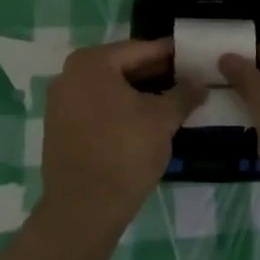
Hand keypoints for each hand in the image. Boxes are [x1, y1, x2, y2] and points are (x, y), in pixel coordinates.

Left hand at [39, 38, 205, 232]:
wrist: (83, 210)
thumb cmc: (124, 152)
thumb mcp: (162, 120)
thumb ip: (183, 95)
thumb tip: (200, 83)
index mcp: (91, 62)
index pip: (138, 49)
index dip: (168, 54)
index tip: (192, 56)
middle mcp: (69, 75)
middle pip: (121, 68)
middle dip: (154, 75)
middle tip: (185, 81)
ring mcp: (60, 103)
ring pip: (108, 90)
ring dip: (138, 94)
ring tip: (170, 102)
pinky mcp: (59, 129)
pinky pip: (96, 109)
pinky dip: (119, 111)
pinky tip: (143, 123)